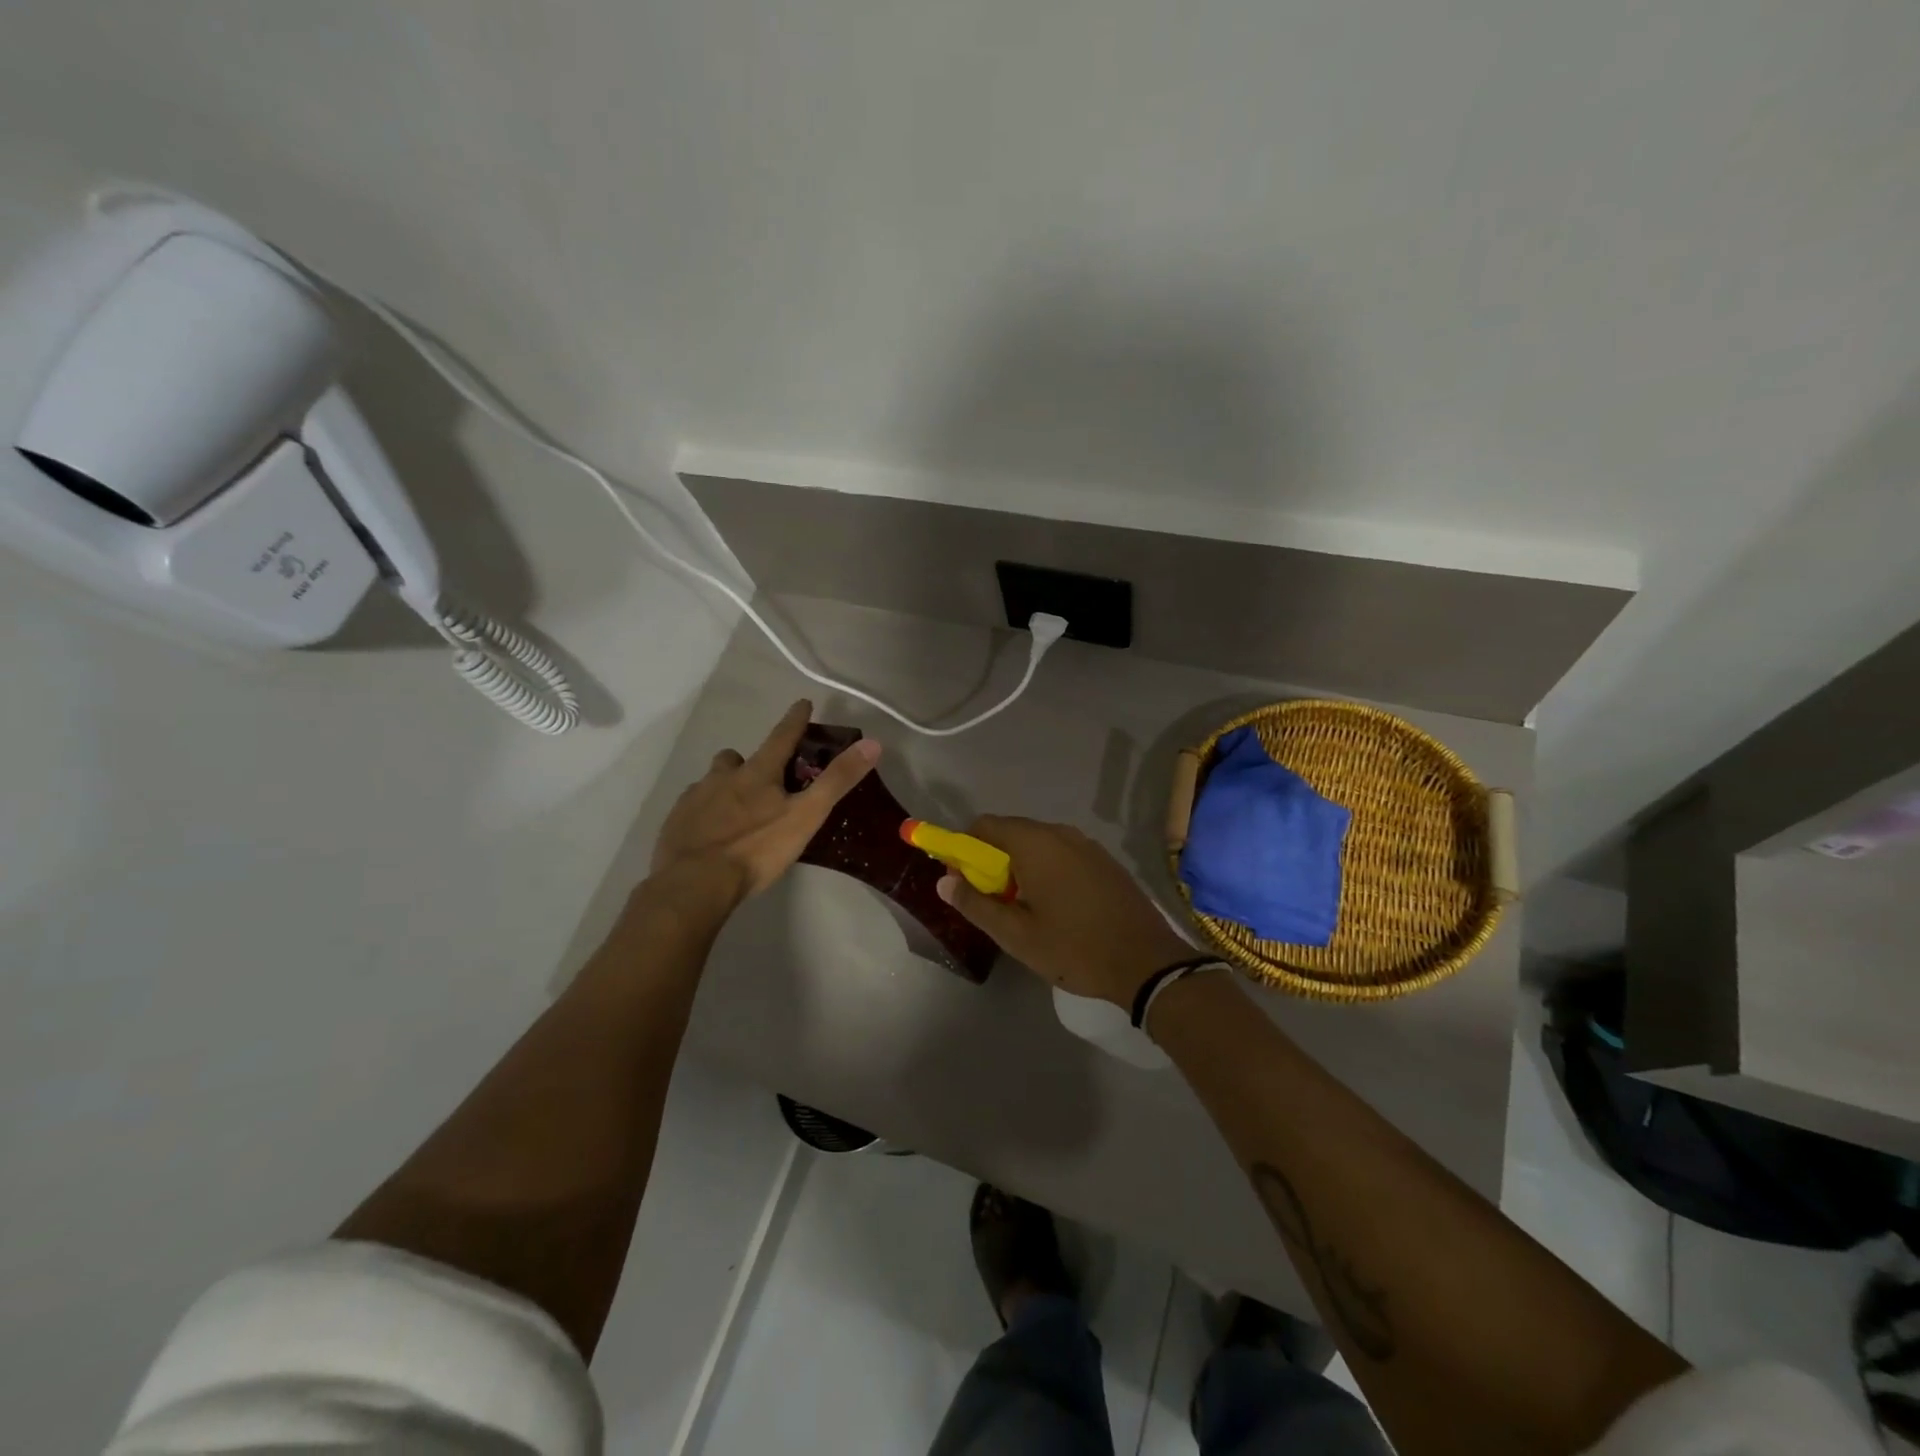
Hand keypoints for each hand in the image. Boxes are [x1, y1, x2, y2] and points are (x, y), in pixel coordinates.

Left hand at [651, 700, 879, 900]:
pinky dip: (704, 813)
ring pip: (711, 782)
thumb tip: (872, 743)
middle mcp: (723, 777)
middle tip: (762, 780)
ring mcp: (695, 799)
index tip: (802, 704)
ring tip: (736, 811)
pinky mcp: (675, 823)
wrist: (694, 884)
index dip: (795, 720)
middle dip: (748, 762)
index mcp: (757, 773)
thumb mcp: (806, 816)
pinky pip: (692, 808)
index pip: (781, 737)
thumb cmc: (756, 849)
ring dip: (724, 787)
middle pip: (735, 758)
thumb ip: (837, 781)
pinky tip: (711, 834)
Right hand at [936, 815, 1195, 1006]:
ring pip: (1037, 843)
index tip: (960, 880)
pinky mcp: (1104, 860)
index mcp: (1034, 843)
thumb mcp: (1016, 935)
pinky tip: (1054, 906)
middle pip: (1010, 832)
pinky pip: (1062, 853)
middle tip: (989, 900)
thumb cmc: (1074, 948)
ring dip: (1019, 865)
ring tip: (1021, 907)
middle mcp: (1060, 833)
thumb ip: (975, 904)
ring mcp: (1087, 844)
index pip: (983, 826)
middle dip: (991, 860)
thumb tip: (944, 881)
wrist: (1147, 962)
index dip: (963, 848)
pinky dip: (1046, 869)